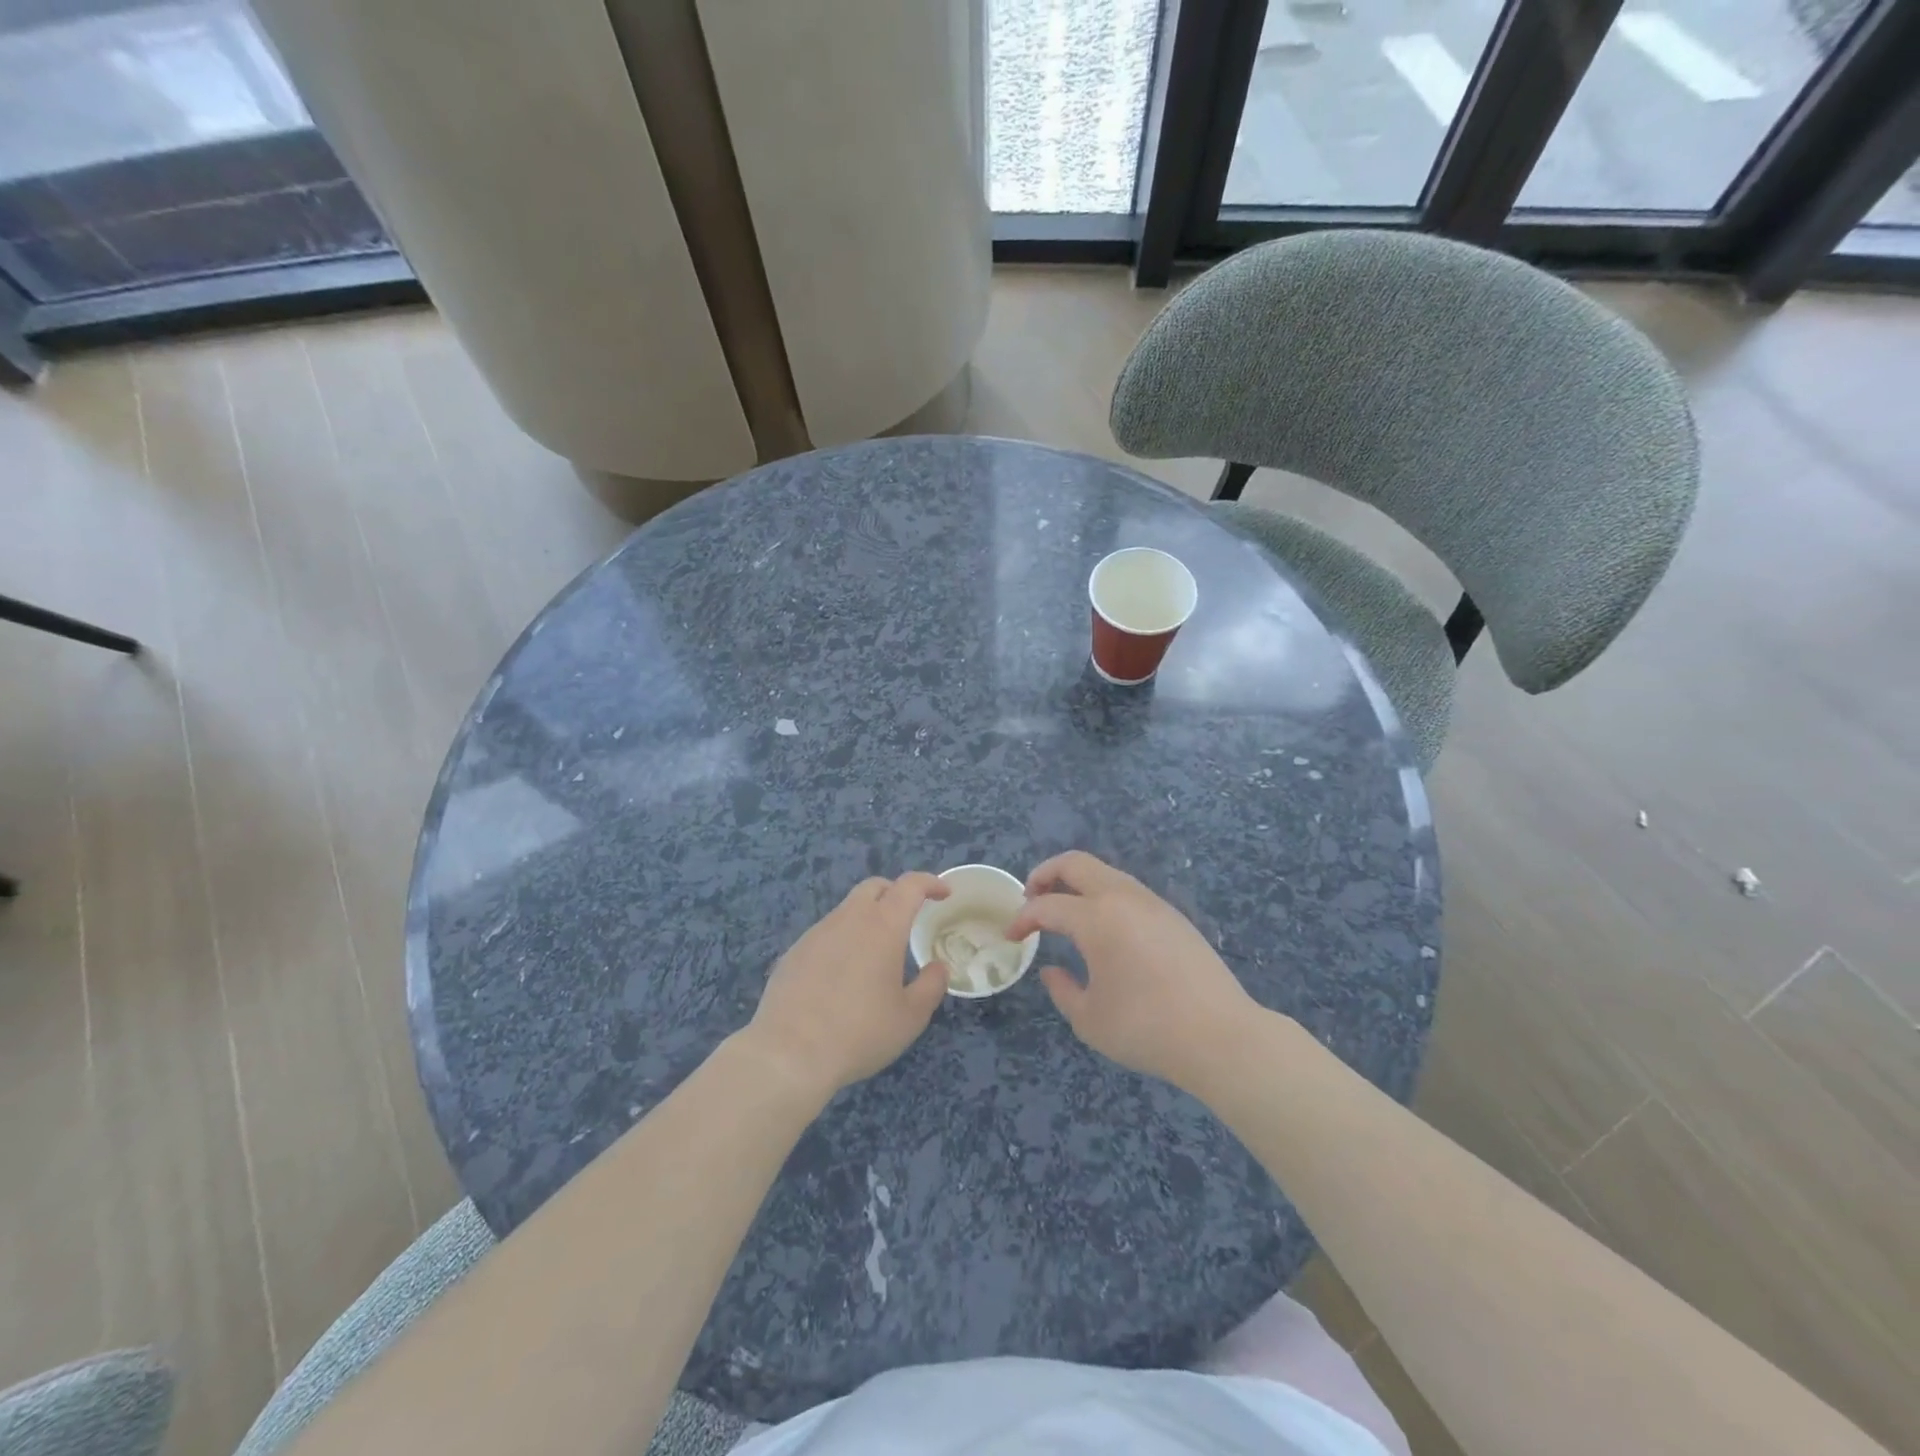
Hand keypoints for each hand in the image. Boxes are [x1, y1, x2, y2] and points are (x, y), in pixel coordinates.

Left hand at [745, 873, 950, 1099]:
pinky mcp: (794, 952)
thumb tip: (937, 967)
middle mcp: (848, 919)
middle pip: (874, 887)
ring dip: (867, 918)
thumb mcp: (910, 1017)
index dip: (930, 883)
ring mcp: (816, 933)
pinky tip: (842, 976)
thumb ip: (931, 986)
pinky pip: (825, 934)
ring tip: (876, 953)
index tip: (943, 894)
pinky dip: (843, 940)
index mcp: (883, 926)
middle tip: (910, 916)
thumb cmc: (859, 1033)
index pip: (910, 886)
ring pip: (847, 909)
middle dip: (896, 893)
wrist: (788, 1054)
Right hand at [1007, 851, 1258, 1089]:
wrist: (1220, 1036)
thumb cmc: (1146, 1029)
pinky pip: (1128, 890)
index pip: (1047, 906)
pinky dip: (1103, 895)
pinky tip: (1103, 926)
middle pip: (1075, 863)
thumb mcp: (1089, 1020)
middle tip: (1030, 896)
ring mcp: (1152, 903)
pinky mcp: (1173, 916)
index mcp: (1096, 918)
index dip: (1023, 918)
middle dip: (1045, 873)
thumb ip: (1062, 990)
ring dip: (1077, 882)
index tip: (1012, 936)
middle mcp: (1123, 898)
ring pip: (1105, 872)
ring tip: (1065, 910)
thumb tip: (1051, 970)